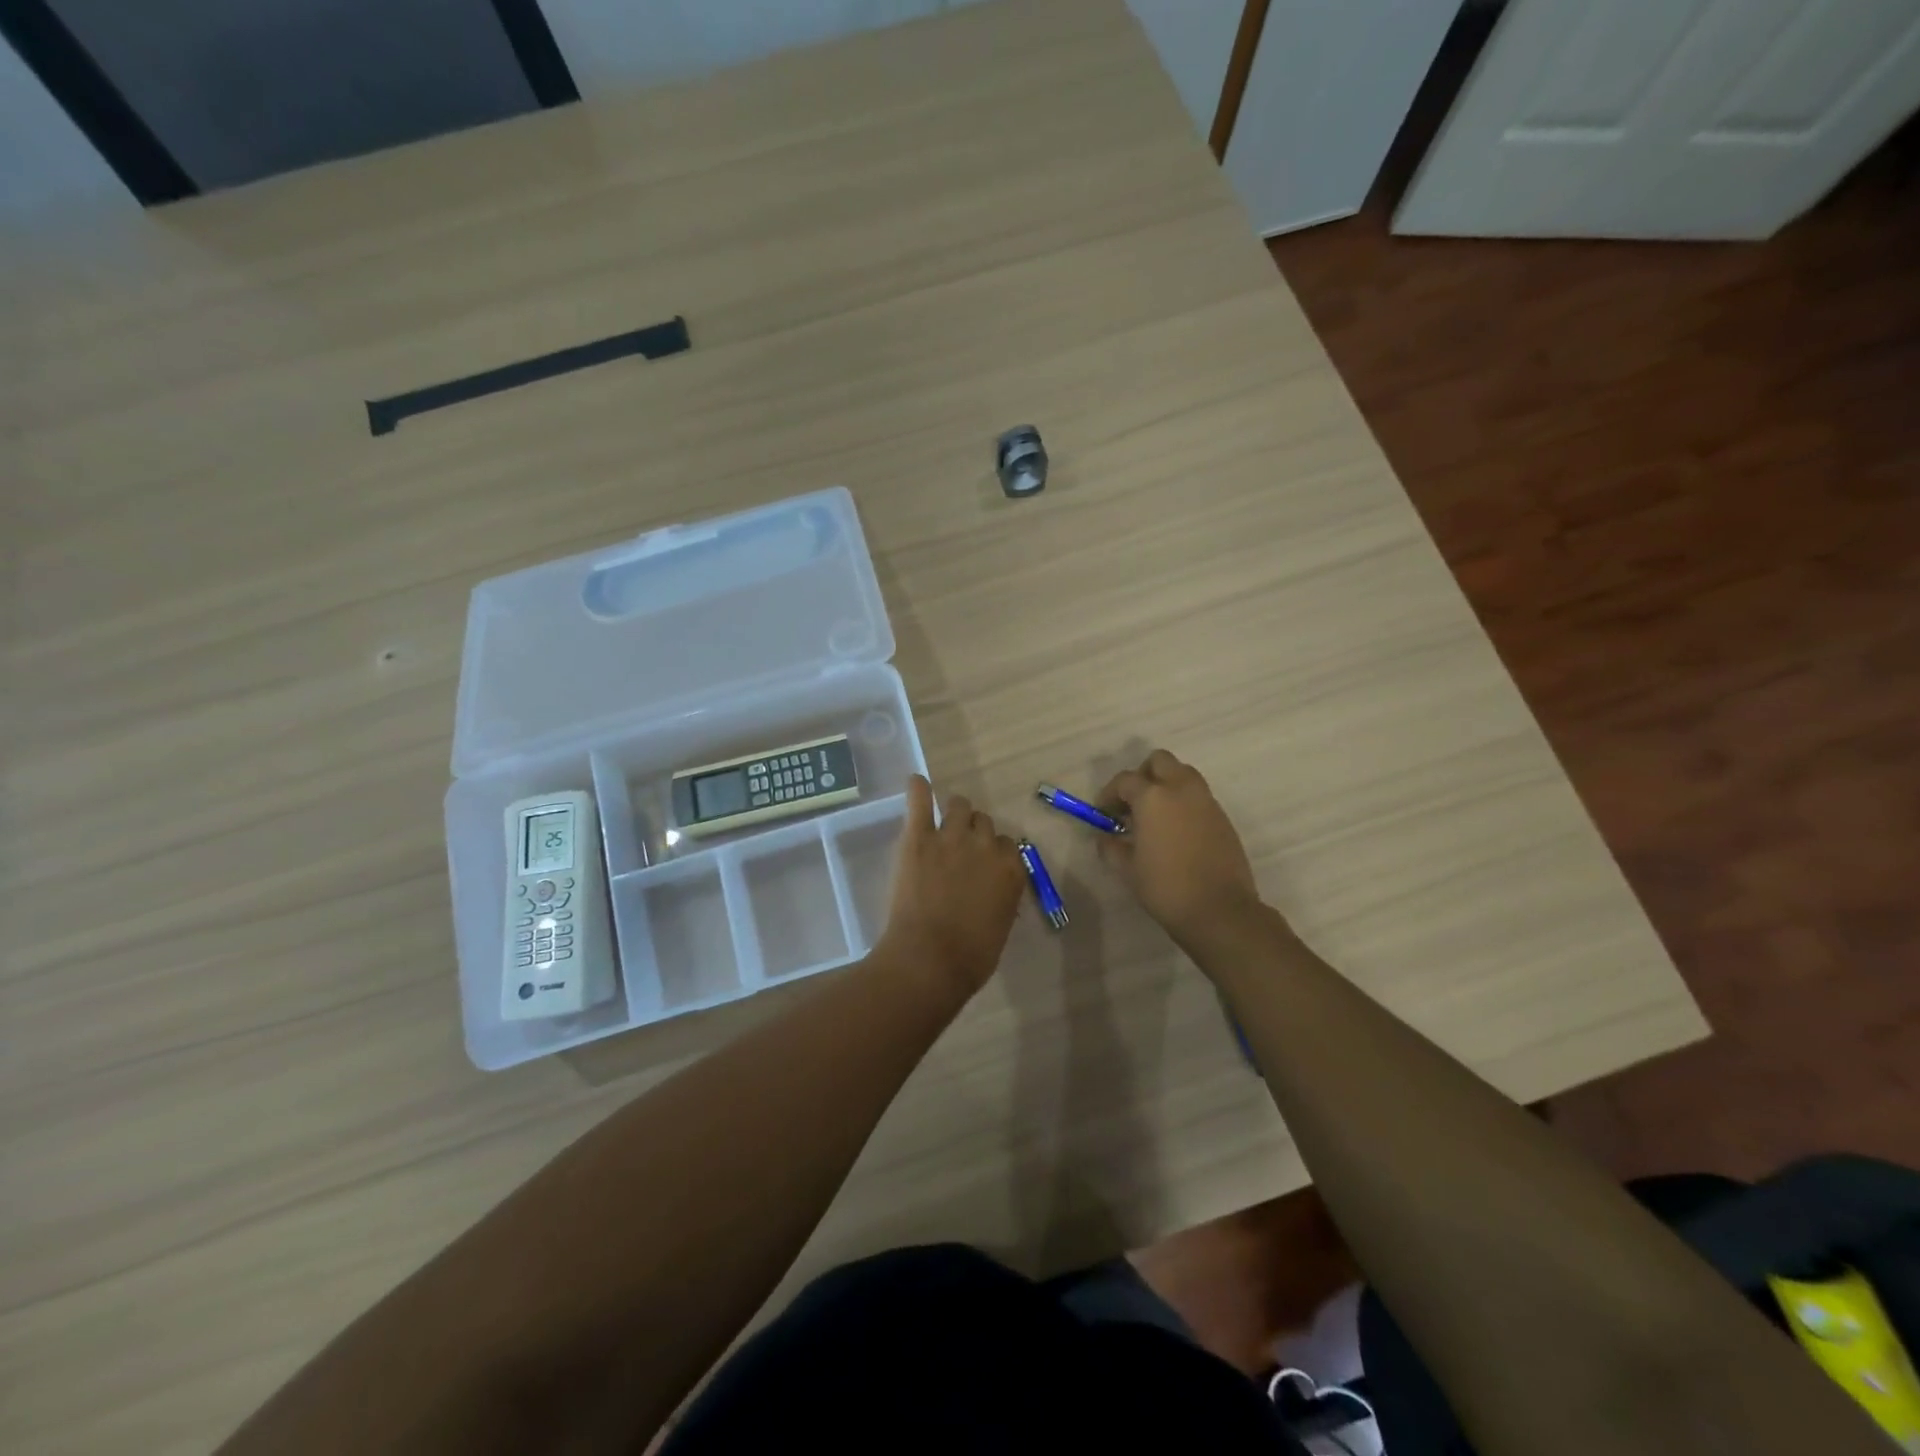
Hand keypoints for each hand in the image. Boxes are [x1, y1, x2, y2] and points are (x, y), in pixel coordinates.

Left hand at [878, 775, 1025, 999]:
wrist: (929, 959)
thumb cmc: (970, 957)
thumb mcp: (1000, 927)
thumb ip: (1000, 900)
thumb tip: (994, 894)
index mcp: (1011, 870)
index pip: (1008, 846)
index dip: (994, 854)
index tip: (983, 864)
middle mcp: (986, 846)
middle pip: (984, 823)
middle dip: (975, 832)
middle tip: (960, 849)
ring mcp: (951, 837)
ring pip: (959, 805)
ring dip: (954, 812)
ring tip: (942, 822)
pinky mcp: (918, 837)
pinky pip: (920, 801)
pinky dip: (918, 789)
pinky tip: (916, 782)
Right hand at [1097, 749, 1265, 943]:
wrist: (1219, 910)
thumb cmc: (1165, 888)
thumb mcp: (1127, 869)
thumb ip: (1111, 846)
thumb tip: (1105, 837)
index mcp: (1153, 797)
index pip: (1125, 780)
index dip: (1109, 794)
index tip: (1103, 814)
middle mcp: (1181, 789)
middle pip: (1160, 761)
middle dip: (1142, 776)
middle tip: (1132, 803)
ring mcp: (1206, 801)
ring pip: (1183, 774)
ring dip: (1166, 785)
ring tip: (1155, 816)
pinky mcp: (1223, 817)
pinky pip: (1199, 796)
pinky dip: (1184, 802)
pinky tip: (1176, 832)